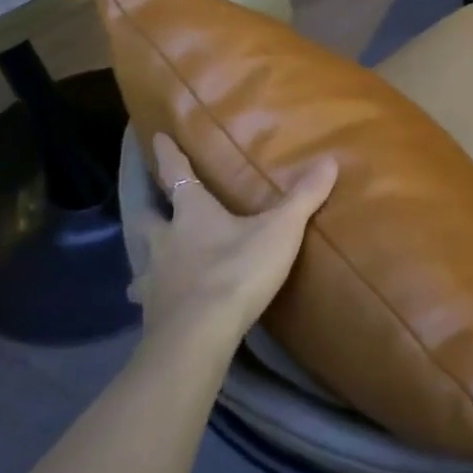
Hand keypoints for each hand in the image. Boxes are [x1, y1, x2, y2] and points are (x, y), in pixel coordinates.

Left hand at [134, 134, 337, 346]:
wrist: (198, 335)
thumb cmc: (237, 272)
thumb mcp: (279, 232)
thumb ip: (303, 198)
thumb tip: (330, 160)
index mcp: (192, 214)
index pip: (177, 175)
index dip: (168, 155)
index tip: (155, 138)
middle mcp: (165, 240)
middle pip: (147, 218)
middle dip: (150, 209)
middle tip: (152, 206)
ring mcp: (153, 278)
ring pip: (141, 260)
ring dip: (147, 256)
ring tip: (152, 262)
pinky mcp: (152, 312)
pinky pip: (146, 299)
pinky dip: (150, 297)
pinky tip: (155, 306)